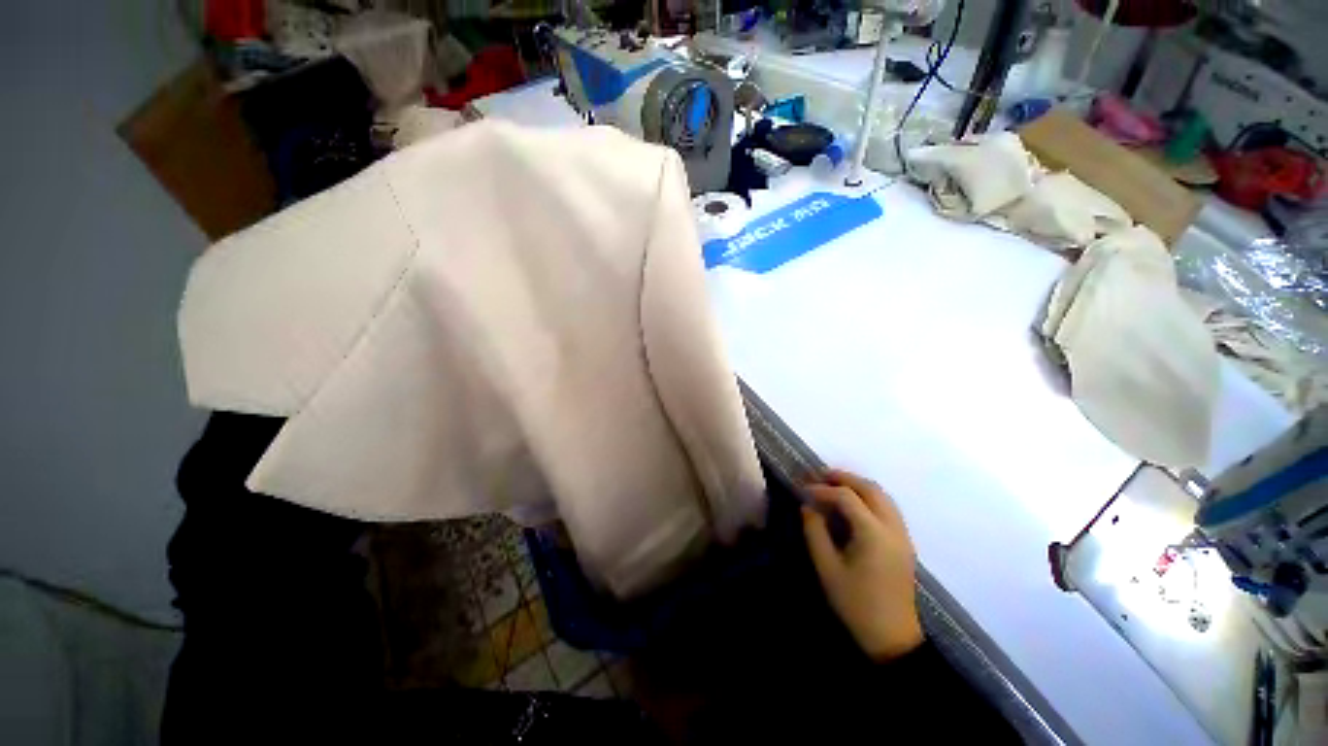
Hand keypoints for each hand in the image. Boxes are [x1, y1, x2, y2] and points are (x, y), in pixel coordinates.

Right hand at [802, 469, 922, 661]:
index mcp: (873, 534)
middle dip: (843, 478)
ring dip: (857, 485)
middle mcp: (892, 528)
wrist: (893, 638)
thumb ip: (815, 532)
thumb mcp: (827, 568)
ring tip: (833, 485)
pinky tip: (852, 504)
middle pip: (870, 488)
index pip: (846, 497)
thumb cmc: (856, 604)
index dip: (822, 489)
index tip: (803, 490)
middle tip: (819, 476)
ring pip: (882, 495)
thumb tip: (807, 506)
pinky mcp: (904, 543)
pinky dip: (869, 497)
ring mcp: (902, 535)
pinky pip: (888, 507)